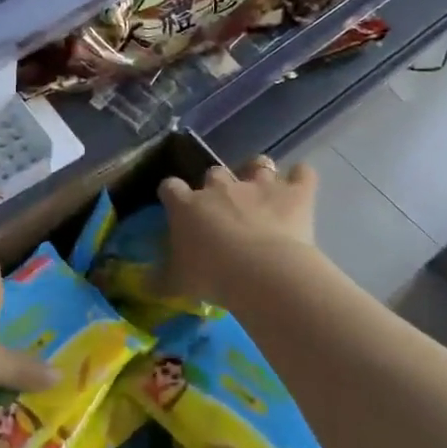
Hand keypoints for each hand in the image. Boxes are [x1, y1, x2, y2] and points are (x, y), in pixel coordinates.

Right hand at [158, 156, 318, 308]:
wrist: (262, 272)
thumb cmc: (211, 276)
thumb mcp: (176, 284)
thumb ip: (158, 279)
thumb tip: (143, 283)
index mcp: (187, 206)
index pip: (170, 187)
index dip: (172, 194)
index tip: (174, 205)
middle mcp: (221, 188)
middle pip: (214, 172)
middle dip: (217, 185)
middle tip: (224, 208)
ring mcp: (260, 186)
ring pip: (258, 164)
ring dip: (258, 172)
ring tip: (263, 188)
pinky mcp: (294, 193)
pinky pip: (302, 174)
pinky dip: (301, 178)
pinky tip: (300, 185)